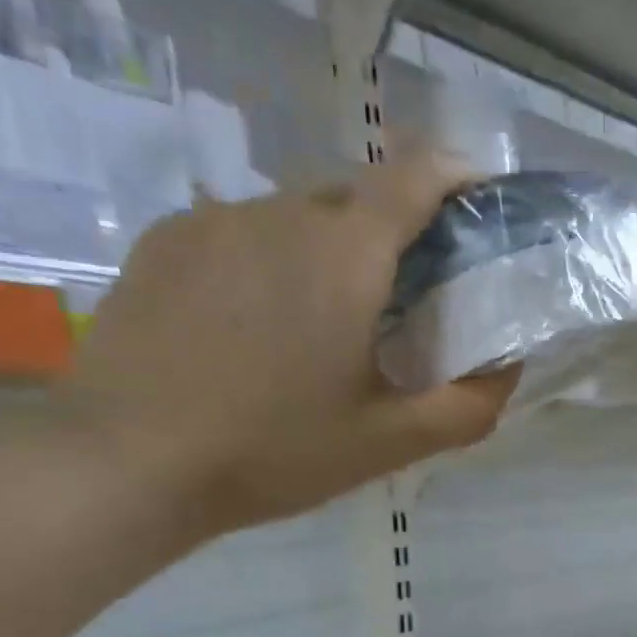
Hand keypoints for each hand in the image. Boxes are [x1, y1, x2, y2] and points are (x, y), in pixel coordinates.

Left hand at [69, 153, 516, 536]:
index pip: (417, 174)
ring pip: (297, 217)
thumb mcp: (388, 443)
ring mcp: (215, 220)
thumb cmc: (274, 452)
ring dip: (328, 254)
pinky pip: (241, 233)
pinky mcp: (165, 242)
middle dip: (394, 233)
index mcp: (346, 253)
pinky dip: (270, 263)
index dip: (458, 175)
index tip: (479, 203)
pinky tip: (255, 327)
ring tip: (320, 326)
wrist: (127, 463)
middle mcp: (282, 213)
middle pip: (359, 197)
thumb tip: (509, 372)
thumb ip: (467, 408)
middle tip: (402, 300)